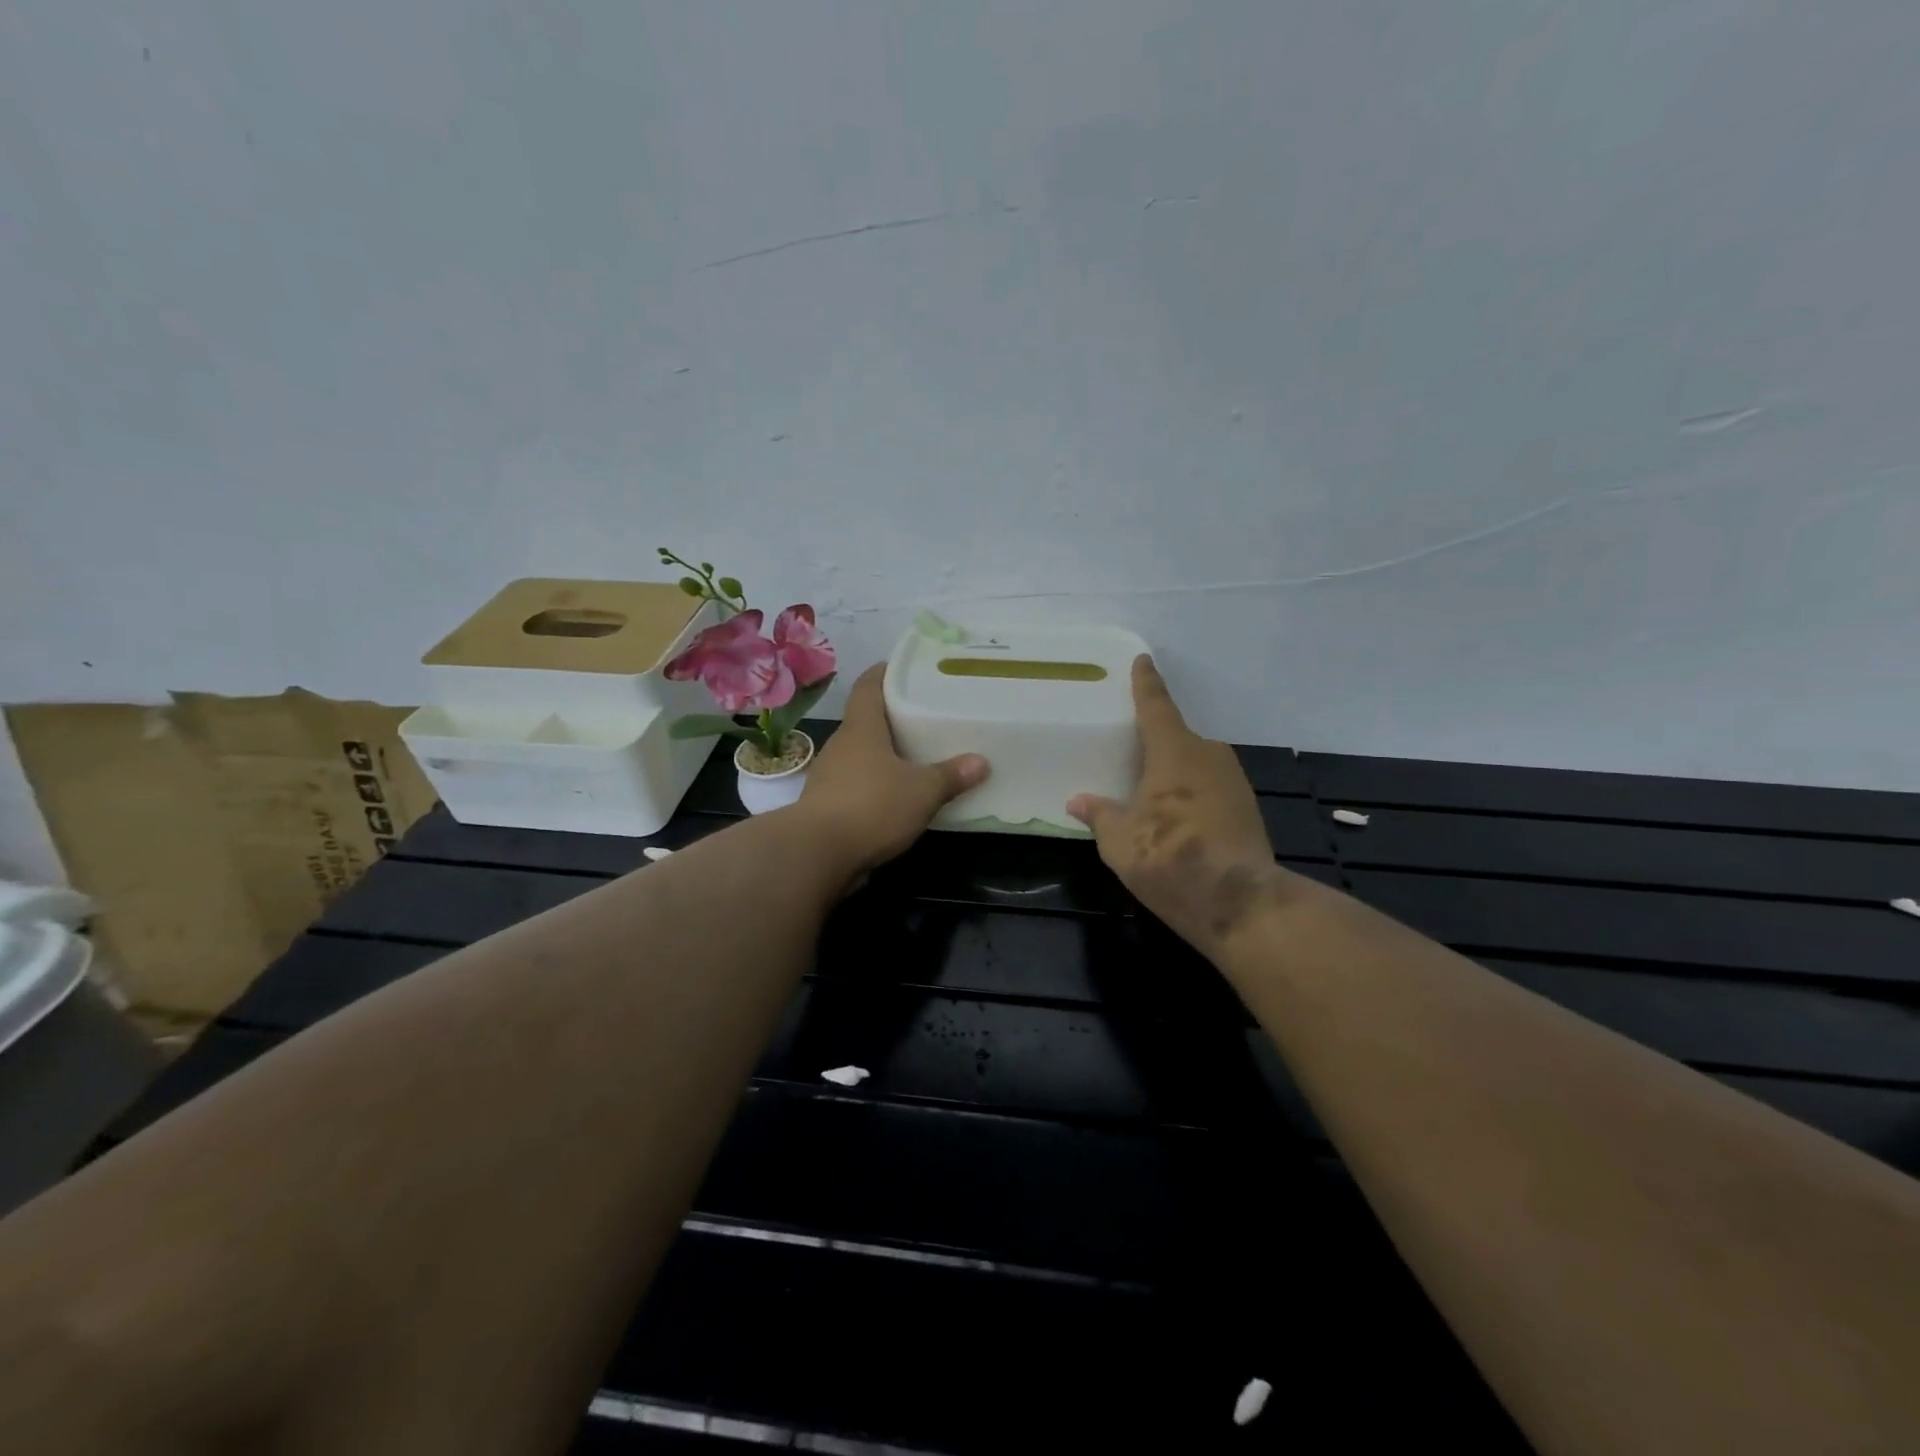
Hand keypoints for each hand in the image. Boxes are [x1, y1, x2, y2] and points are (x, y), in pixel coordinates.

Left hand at [797, 664, 988, 880]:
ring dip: (884, 756)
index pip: (868, 686)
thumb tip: (981, 763)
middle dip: (892, 718)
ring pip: (861, 756)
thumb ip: (951, 776)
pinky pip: (856, 786)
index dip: (884, 673)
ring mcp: (829, 777)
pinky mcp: (827, 807)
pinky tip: (897, 797)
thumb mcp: (922, 791)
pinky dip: (876, 786)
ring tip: (916, 757)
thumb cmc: (871, 806)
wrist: (817, 854)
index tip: (904, 668)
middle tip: (925, 717)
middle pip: (866, 721)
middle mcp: (841, 746)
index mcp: (861, 728)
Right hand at [1068, 656, 1286, 954]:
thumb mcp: (1120, 840)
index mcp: (1174, 750)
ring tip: (1150, 791)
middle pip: (1177, 737)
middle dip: (1155, 742)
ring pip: (1195, 764)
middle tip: (1130, 751)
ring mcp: (1234, 781)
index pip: (1155, 706)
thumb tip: (1078, 801)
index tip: (1143, 660)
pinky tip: (1177, 818)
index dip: (1145, 683)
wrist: (1239, 902)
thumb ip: (1100, 815)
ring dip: (1174, 772)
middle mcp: (1208, 754)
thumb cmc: (1169, 858)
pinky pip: (1210, 787)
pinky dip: (1191, 794)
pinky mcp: (1247, 808)